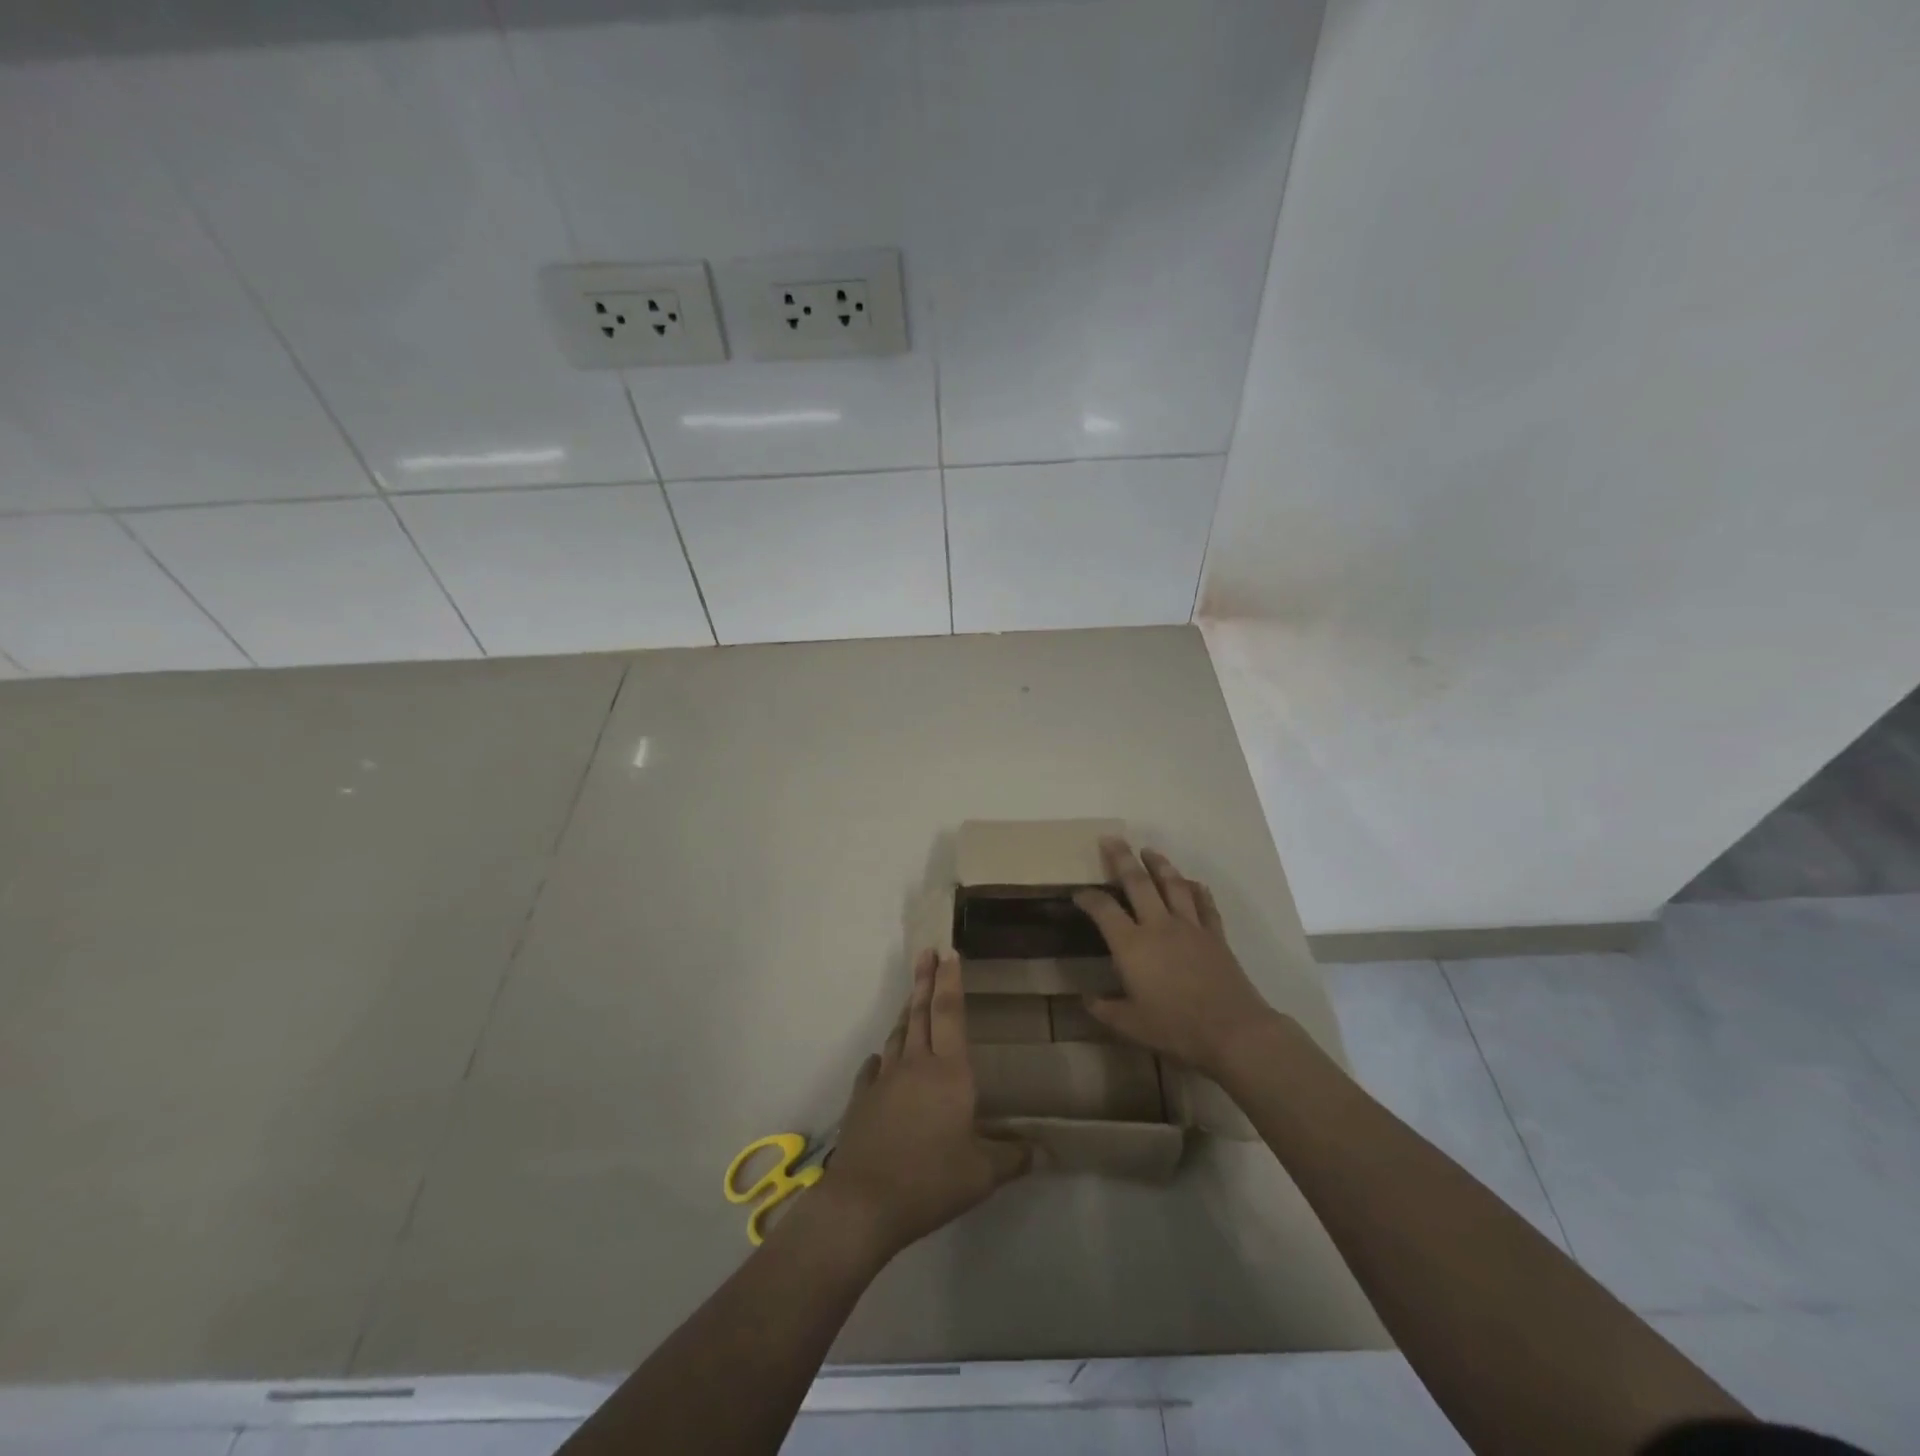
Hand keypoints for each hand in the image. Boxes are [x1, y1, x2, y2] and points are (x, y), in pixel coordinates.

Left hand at [819, 949, 1029, 1260]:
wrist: (864, 1202)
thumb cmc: (931, 1180)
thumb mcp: (983, 1174)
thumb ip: (1014, 1157)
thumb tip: (1048, 1152)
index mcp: (949, 1073)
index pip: (951, 1014)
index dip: (951, 982)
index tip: (949, 953)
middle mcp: (915, 1065)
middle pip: (920, 1013)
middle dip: (925, 980)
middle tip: (926, 951)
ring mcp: (884, 1081)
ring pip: (897, 1036)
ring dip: (905, 1014)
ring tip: (910, 999)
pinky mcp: (861, 1100)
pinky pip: (873, 1069)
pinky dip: (881, 1059)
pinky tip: (880, 1060)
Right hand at [1074, 837, 1279, 1078]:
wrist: (1233, 1031)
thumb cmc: (1176, 1028)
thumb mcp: (1131, 1026)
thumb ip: (1105, 1010)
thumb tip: (1086, 999)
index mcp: (1132, 946)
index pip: (1104, 910)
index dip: (1088, 898)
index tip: (1079, 892)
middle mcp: (1158, 926)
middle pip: (1138, 882)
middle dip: (1122, 858)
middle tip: (1111, 839)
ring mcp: (1190, 926)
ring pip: (1172, 884)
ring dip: (1159, 864)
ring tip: (1149, 851)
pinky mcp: (1215, 934)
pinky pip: (1204, 904)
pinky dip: (1197, 889)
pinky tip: (1192, 882)